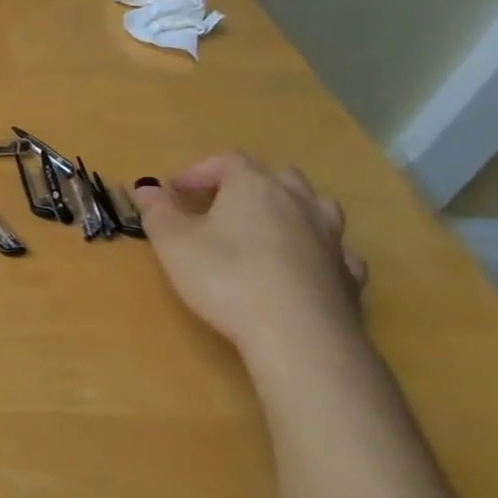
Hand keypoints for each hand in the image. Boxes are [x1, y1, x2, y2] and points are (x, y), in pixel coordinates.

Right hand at [132, 152, 367, 355]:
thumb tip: (147, 188)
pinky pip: (334, 249)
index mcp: (254, 186)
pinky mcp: (349, 274)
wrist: (299, 336)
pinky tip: (301, 266)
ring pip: (315, 207)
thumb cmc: (226, 278)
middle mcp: (298, 202)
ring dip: (289, 211)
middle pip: (277, 177)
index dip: (199, 172)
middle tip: (220, 207)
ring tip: (265, 230)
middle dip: (247, 185)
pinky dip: (315, 249)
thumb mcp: (173, 242)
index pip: (228, 160)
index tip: (174, 192)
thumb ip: (158, 211)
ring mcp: (331, 237)